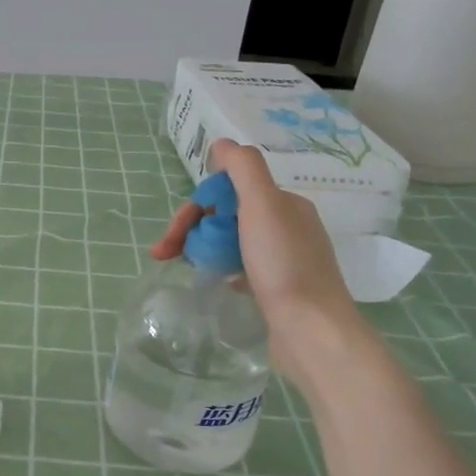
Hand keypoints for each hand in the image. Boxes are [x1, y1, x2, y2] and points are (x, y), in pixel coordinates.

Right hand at [151, 139, 362, 372]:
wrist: (311, 332)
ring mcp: (283, 260)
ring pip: (231, 242)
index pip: (227, 192)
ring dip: (201, 248)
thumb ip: (243, 168)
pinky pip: (240, 268)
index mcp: (284, 204)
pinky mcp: (277, 290)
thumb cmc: (283, 266)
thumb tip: (222, 143)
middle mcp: (286, 227)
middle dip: (191, 229)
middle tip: (164, 254)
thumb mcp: (263, 205)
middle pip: (226, 216)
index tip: (173, 234)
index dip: (196, 207)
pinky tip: (211, 282)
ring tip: (179, 268)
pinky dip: (220, 269)